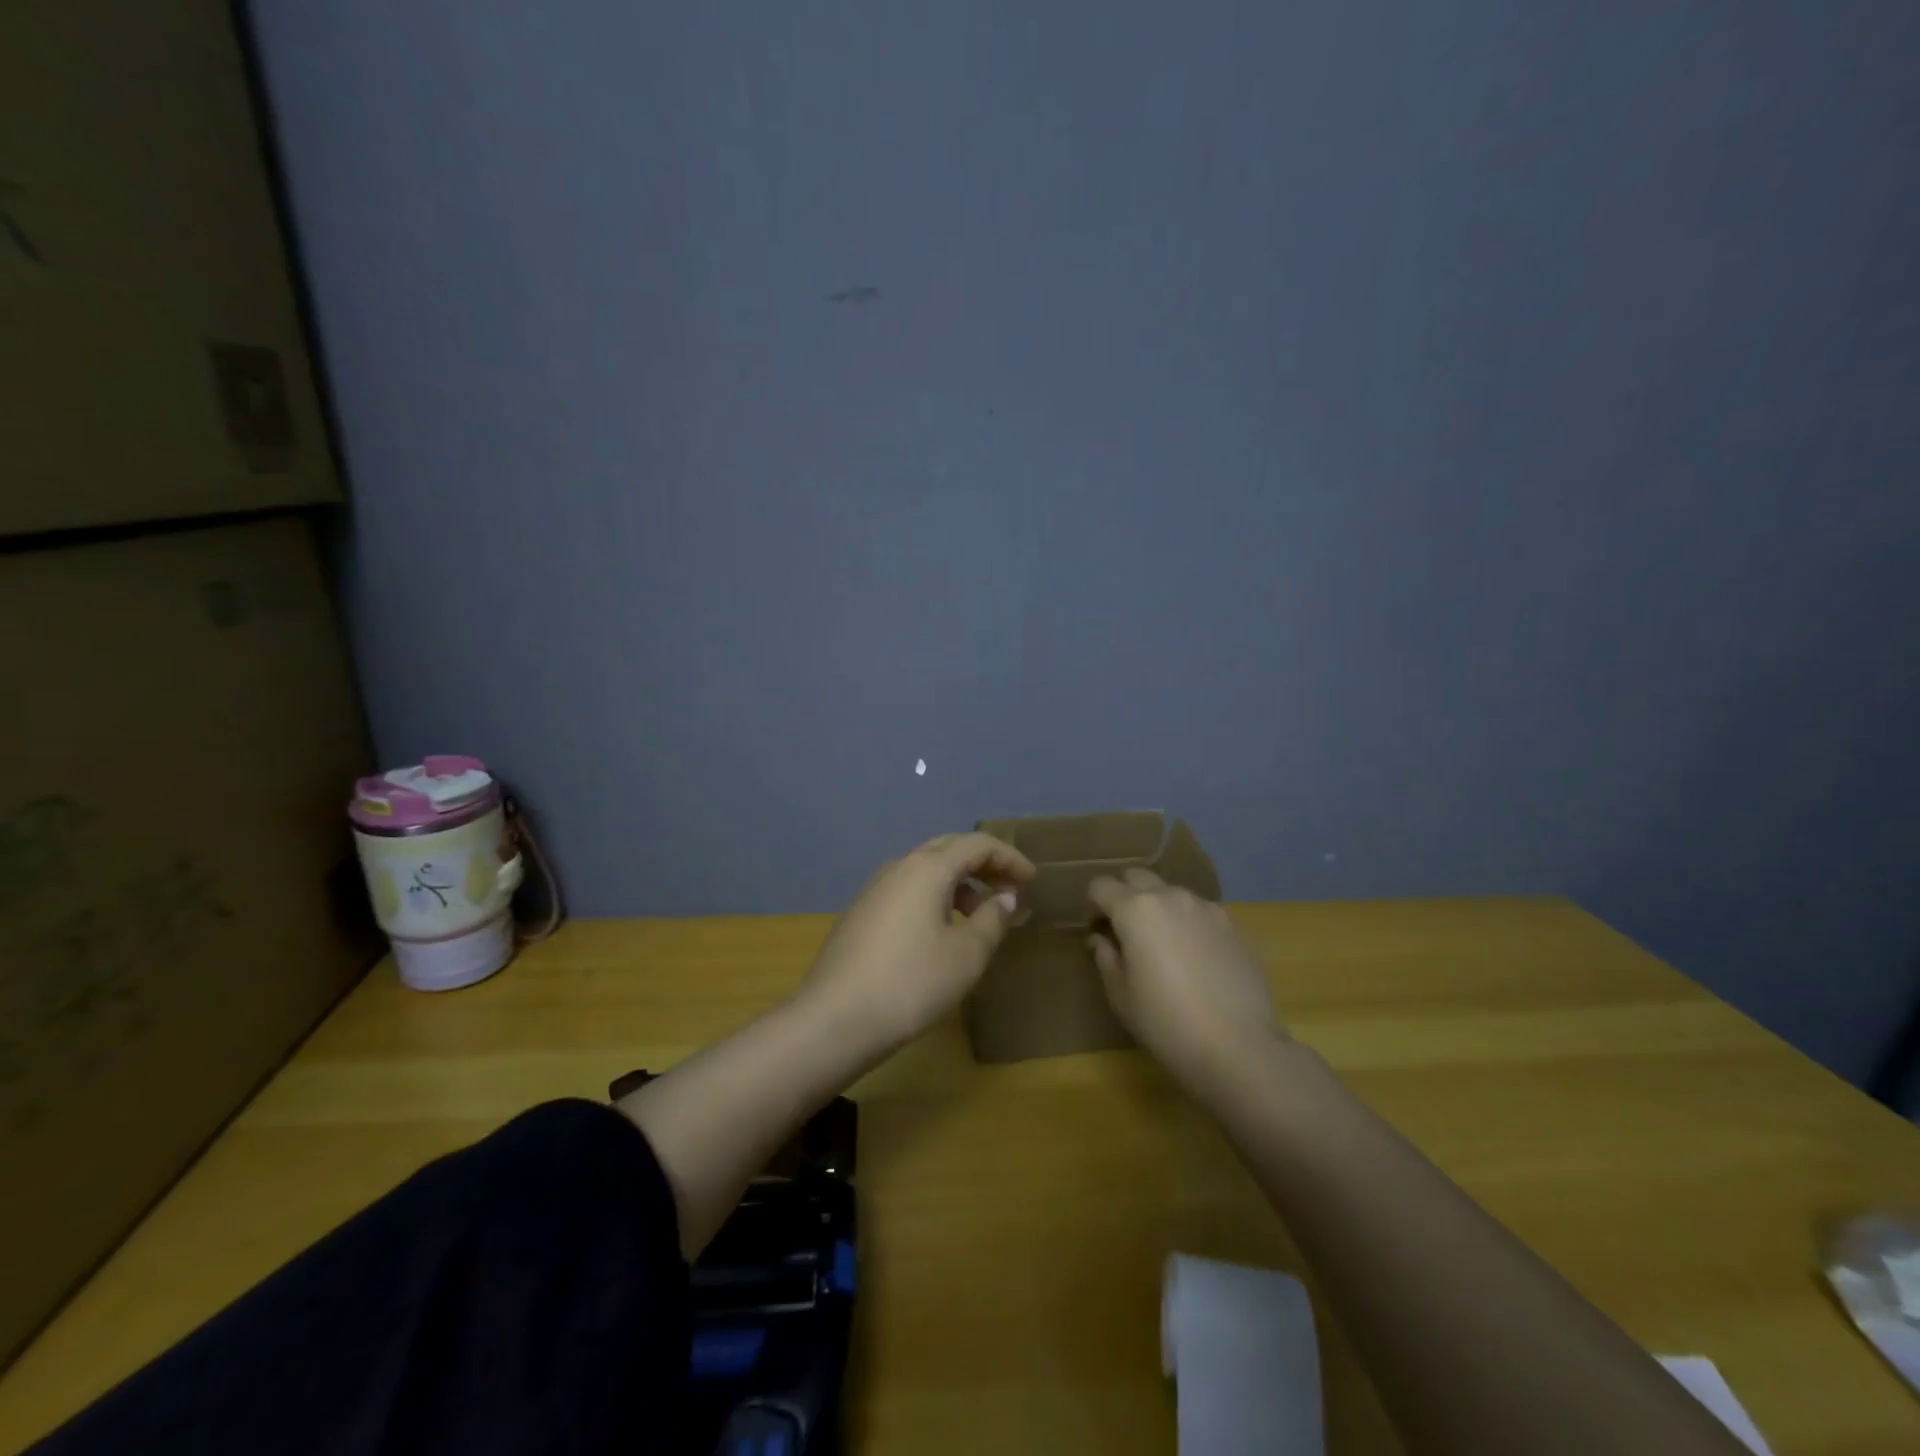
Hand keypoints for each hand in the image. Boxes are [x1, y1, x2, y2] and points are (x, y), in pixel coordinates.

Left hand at [801, 832, 1035, 1051]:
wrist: (835, 1019)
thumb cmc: (911, 982)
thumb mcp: (966, 955)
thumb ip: (992, 920)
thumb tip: (1004, 897)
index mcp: (927, 868)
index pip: (977, 844)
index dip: (1009, 857)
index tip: (1032, 879)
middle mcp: (899, 866)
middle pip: (949, 849)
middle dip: (983, 864)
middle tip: (1009, 888)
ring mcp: (875, 889)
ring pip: (925, 870)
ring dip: (958, 883)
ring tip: (979, 915)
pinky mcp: (862, 913)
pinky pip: (907, 890)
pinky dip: (934, 897)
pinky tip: (941, 931)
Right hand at [1087, 869, 1287, 1094]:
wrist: (1238, 1047)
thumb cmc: (1166, 1023)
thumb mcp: (1121, 995)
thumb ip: (1106, 958)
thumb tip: (1102, 939)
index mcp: (1135, 910)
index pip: (1102, 885)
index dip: (1093, 905)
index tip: (1096, 930)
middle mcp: (1170, 897)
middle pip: (1138, 877)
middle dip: (1125, 895)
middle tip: (1126, 931)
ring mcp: (1206, 908)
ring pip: (1172, 893)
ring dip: (1159, 907)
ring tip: (1164, 945)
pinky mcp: (1234, 925)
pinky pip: (1200, 912)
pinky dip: (1188, 923)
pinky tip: (1195, 958)